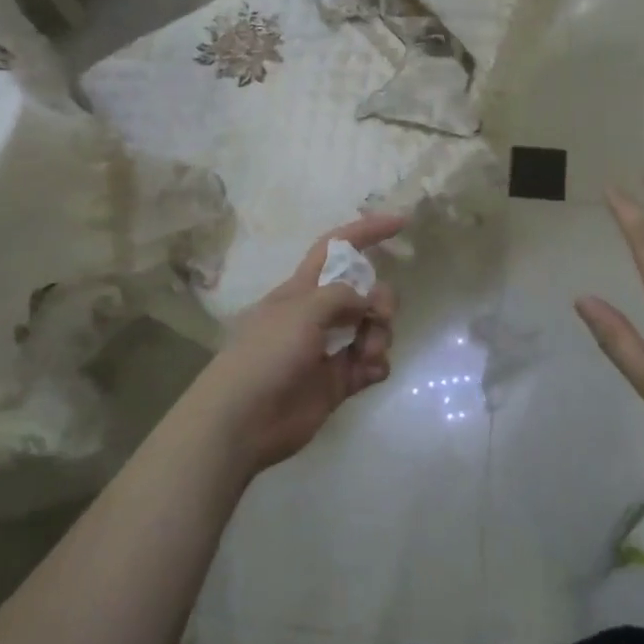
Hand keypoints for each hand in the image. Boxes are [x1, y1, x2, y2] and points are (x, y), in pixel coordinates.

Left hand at [189, 214, 403, 474]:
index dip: (366, 231)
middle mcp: (318, 314)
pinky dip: (376, 365)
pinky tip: (369, 372)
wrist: (242, 420)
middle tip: (379, 316)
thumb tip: (365, 301)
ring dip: (379, 336)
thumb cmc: (266, 354)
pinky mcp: (337, 382)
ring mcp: (328, 349)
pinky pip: (370, 365)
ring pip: (372, 329)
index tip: (401, 223)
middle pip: (364, 292)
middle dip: (381, 299)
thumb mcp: (303, 309)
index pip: (336, 247)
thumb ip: (341, 296)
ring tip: (368, 355)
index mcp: (302, 288)